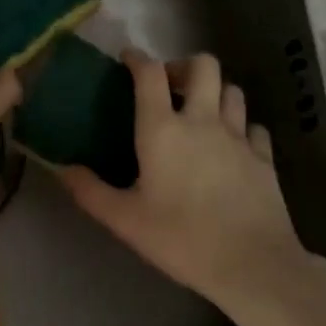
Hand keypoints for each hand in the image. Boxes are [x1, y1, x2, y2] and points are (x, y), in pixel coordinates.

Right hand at [60, 51, 313, 312]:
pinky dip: (242, 127)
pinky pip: (254, 127)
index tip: (127, 59)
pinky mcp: (264, 158)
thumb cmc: (182, 239)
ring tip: (201, 111)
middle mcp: (202, 120)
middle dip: (184, 65)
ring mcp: (238, 137)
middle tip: (170, 87)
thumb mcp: (126, 220)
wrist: (254, 266)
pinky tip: (233, 145)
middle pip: (203, 65)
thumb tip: (61, 168)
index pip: (150, 73)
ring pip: (232, 90)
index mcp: (163, 129)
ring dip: (215, 92)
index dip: (137, 58)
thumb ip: (90, 191)